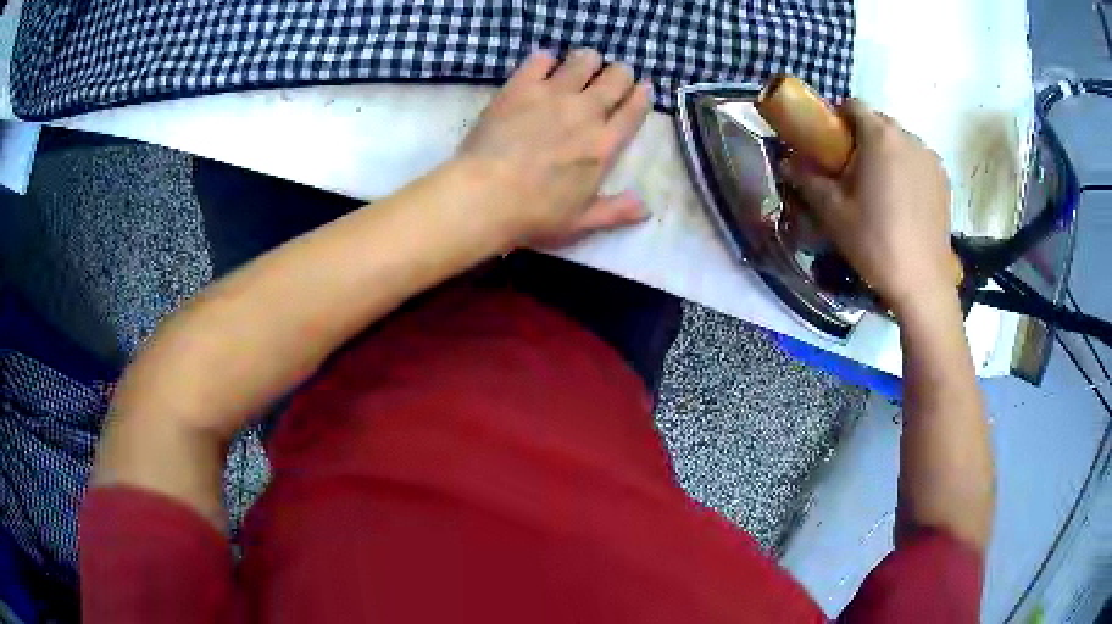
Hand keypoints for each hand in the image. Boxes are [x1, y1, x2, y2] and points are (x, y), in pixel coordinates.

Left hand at [457, 48, 652, 247]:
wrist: (483, 197)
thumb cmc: (534, 215)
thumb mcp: (581, 222)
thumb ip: (616, 211)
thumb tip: (645, 207)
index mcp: (604, 145)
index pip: (634, 110)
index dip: (642, 95)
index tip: (642, 88)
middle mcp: (585, 112)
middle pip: (615, 77)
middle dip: (619, 74)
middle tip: (612, 77)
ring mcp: (553, 94)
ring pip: (583, 61)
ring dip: (588, 61)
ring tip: (582, 66)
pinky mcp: (521, 86)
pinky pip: (541, 59)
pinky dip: (546, 59)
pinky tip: (544, 66)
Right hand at [781, 100, 954, 312]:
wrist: (922, 283)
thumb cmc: (875, 242)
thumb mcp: (833, 212)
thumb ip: (808, 179)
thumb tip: (786, 162)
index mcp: (880, 136)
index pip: (852, 105)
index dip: (837, 120)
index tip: (831, 147)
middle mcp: (908, 137)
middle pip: (878, 122)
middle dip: (863, 138)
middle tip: (853, 173)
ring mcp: (930, 158)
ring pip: (900, 142)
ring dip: (887, 154)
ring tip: (881, 191)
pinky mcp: (944, 179)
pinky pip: (918, 161)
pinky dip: (907, 169)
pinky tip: (903, 202)